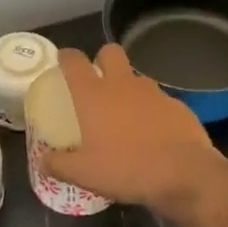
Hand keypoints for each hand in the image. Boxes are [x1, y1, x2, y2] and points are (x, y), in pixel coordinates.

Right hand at [40, 44, 227, 215]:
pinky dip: (153, 111)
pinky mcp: (177, 105)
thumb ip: (58, 165)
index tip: (63, 61)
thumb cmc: (126, 168)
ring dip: (129, 88)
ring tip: (126, 115)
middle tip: (98, 81)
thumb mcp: (84, 174)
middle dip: (103, 59)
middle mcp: (122, 85)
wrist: (184, 174)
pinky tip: (154, 133)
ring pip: (137, 77)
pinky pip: (159, 101)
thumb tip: (43, 162)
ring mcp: (153, 92)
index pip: (74, 61)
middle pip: (110, 52)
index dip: (66, 57)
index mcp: (93, 95)